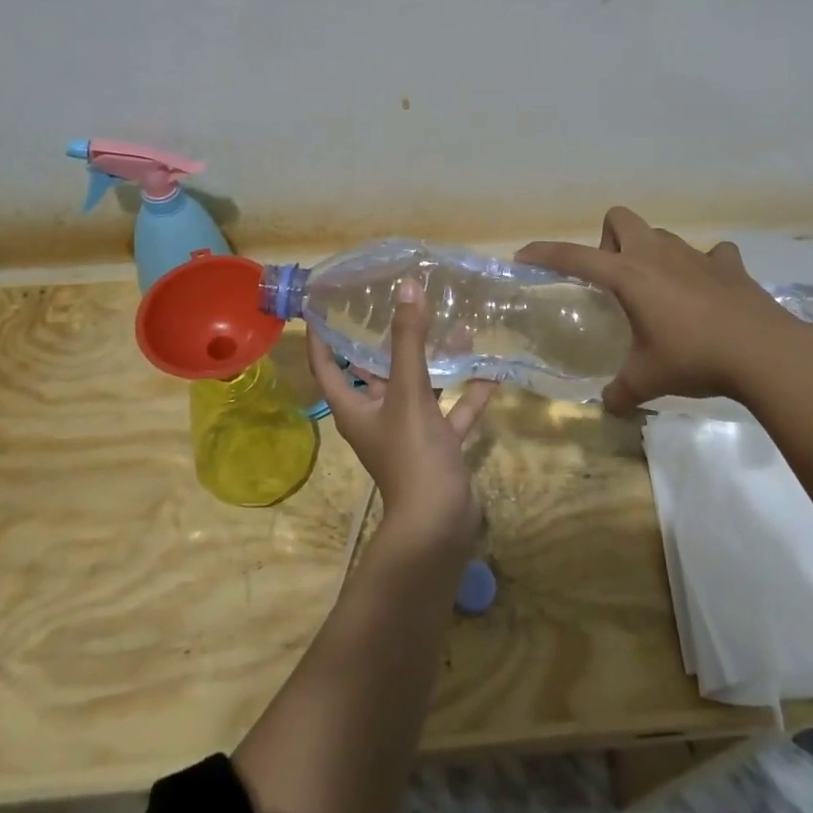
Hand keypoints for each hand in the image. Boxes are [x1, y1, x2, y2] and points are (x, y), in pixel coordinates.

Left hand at [308, 279, 496, 550]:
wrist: (440, 524)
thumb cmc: (412, 455)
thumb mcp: (408, 392)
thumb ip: (409, 340)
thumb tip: (407, 287)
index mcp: (355, 406)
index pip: (327, 364)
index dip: (323, 335)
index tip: (326, 303)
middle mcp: (377, 416)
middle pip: (376, 371)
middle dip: (389, 340)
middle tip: (402, 303)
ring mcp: (409, 433)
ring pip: (419, 388)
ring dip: (435, 362)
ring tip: (454, 325)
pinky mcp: (437, 445)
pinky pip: (451, 411)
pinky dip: (467, 392)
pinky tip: (490, 368)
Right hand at [518, 206, 798, 414]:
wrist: (764, 352)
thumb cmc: (694, 358)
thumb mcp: (648, 379)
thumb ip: (622, 391)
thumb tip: (610, 407)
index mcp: (629, 275)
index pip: (574, 256)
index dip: (545, 253)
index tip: (524, 256)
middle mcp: (657, 254)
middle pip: (620, 219)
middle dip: (608, 241)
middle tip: (614, 281)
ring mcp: (696, 255)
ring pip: (661, 236)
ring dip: (651, 254)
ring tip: (658, 292)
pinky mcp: (729, 265)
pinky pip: (711, 255)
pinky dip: (703, 267)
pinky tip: (706, 292)